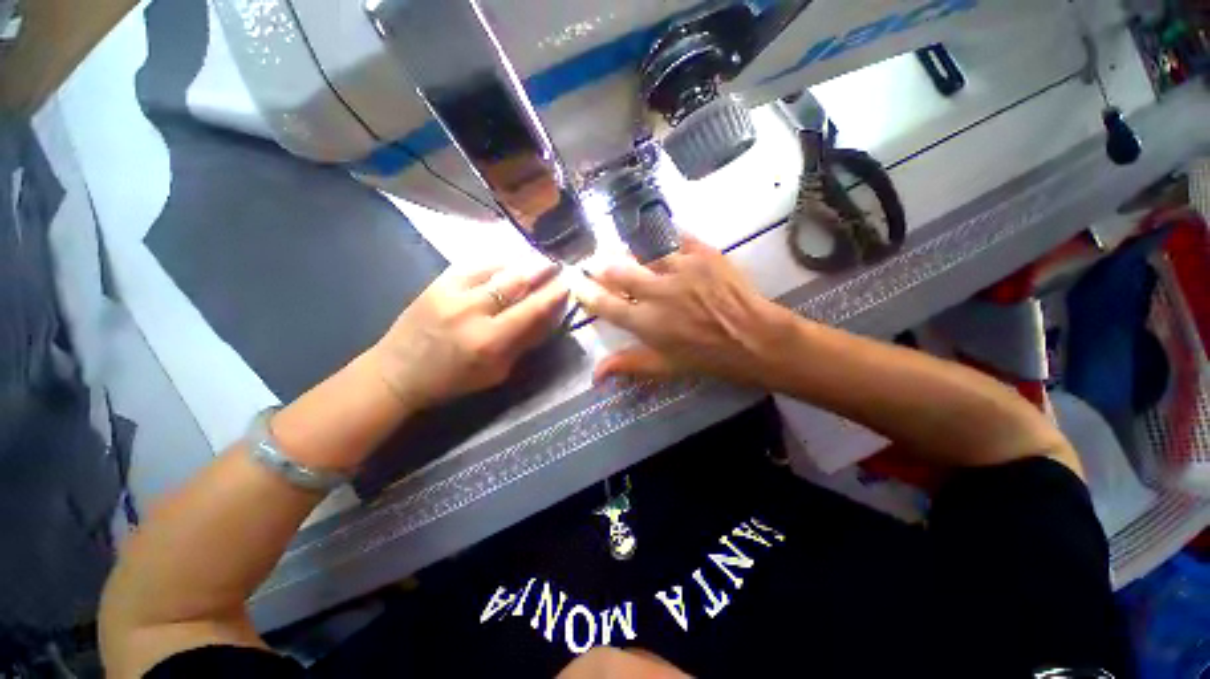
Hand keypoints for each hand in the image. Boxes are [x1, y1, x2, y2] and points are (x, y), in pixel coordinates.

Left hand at [372, 260, 569, 408]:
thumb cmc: (453, 380)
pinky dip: (496, 262)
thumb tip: (549, 316)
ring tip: (539, 259)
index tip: (569, 283)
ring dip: (523, 262)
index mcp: (489, 341)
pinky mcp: (436, 283)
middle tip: (558, 264)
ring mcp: (452, 292)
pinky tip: (508, 261)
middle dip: (542, 270)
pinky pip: (474, 264)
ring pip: (497, 268)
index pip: (532, 309)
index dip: (554, 294)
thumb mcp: (497, 372)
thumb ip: (524, 342)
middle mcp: (472, 311)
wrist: (397, 372)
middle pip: (517, 282)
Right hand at [574, 234, 795, 385]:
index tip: (577, 284)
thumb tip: (595, 375)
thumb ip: (628, 365)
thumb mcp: (665, 367)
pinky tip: (662, 243)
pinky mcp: (702, 252)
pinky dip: (664, 239)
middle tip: (599, 264)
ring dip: (632, 253)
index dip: (586, 293)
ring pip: (642, 250)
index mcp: (646, 322)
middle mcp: (657, 292)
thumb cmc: (708, 358)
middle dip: (603, 266)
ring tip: (632, 254)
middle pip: (618, 270)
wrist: (754, 338)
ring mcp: (680, 268)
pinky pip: (675, 237)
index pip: (605, 304)